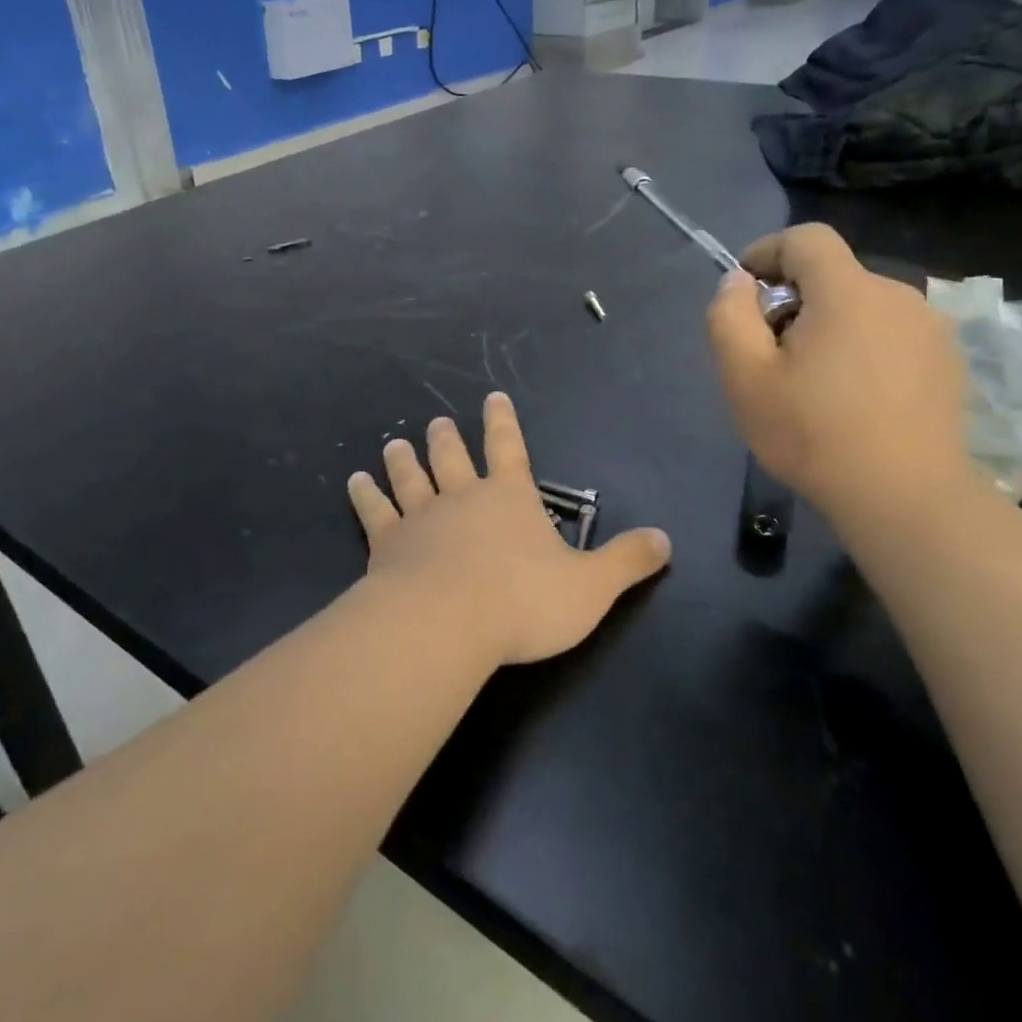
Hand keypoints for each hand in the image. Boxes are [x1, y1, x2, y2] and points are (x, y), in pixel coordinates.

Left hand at [346, 392, 670, 666]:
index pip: (509, 449)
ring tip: (393, 443)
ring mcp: (421, 518)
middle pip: (452, 457)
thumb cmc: (524, 601)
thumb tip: (666, 539)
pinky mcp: (387, 544)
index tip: (492, 398)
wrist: (448, 623)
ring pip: (410, 478)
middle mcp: (462, 497)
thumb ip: (627, 562)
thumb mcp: (591, 587)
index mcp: (509, 498)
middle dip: (446, 439)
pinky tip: (355, 482)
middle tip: (435, 422)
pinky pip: (374, 513)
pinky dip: (365, 496)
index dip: (503, 423)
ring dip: (402, 460)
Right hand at [707, 223, 970, 521]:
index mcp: (848, 291)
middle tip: (771, 355)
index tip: (746, 294)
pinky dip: (863, 348)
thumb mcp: (744, 376)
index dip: (767, 252)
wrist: (905, 498)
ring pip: (862, 306)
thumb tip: (739, 282)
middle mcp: (898, 295)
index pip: (806, 238)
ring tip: (813, 383)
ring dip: (829, 326)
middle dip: (794, 300)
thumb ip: (729, 315)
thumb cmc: (812, 433)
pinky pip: (891, 334)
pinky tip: (854, 399)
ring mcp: (930, 329)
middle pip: (833, 275)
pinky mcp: (947, 361)